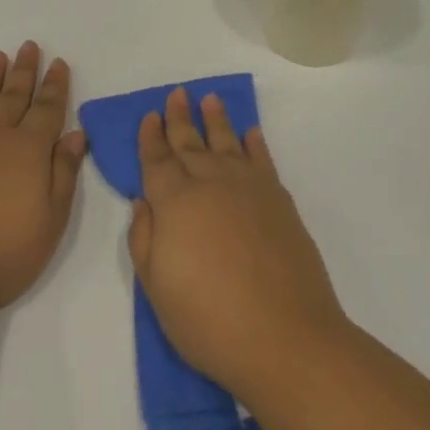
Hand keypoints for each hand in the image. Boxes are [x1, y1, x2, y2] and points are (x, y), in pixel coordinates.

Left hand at [0, 43, 85, 319]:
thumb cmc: (3, 254)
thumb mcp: (51, 220)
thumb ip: (64, 173)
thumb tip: (76, 134)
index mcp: (28, 150)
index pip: (47, 109)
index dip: (55, 85)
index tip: (59, 63)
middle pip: (13, 96)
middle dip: (24, 70)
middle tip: (29, 46)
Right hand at [129, 87, 347, 400]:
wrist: (285, 336)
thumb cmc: (209, 320)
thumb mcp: (156, 287)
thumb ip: (144, 238)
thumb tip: (144, 201)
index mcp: (175, 202)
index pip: (157, 160)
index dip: (151, 137)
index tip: (149, 115)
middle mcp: (211, 184)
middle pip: (190, 143)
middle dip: (180, 118)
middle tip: (176, 93)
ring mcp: (249, 188)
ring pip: (227, 142)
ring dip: (216, 120)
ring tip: (210, 99)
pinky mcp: (279, 201)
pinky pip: (263, 160)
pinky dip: (255, 144)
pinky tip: (251, 133)